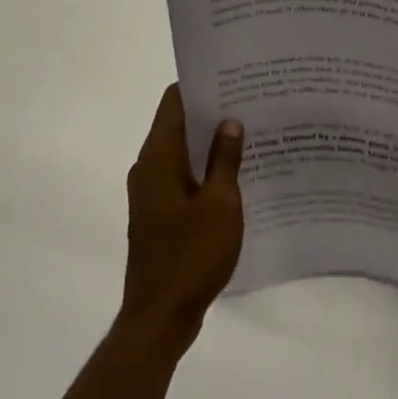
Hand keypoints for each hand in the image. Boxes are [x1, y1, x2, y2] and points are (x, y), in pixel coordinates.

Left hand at [119, 85, 244, 354]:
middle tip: (249, 103)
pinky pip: (181, 179)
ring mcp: (150, 193)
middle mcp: (148, 167)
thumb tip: (229, 121)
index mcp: (158, 156)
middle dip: (210, 113)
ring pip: (181, 153)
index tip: (231, 78)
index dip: (200, 86)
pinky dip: (203, 171)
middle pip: (177, 124)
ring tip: (248, 134)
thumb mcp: (220, 204)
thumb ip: (224, 159)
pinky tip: (235, 177)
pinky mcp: (157, 216)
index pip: (174, 101)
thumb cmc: (190, 256)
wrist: (158, 320)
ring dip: (208, 145)